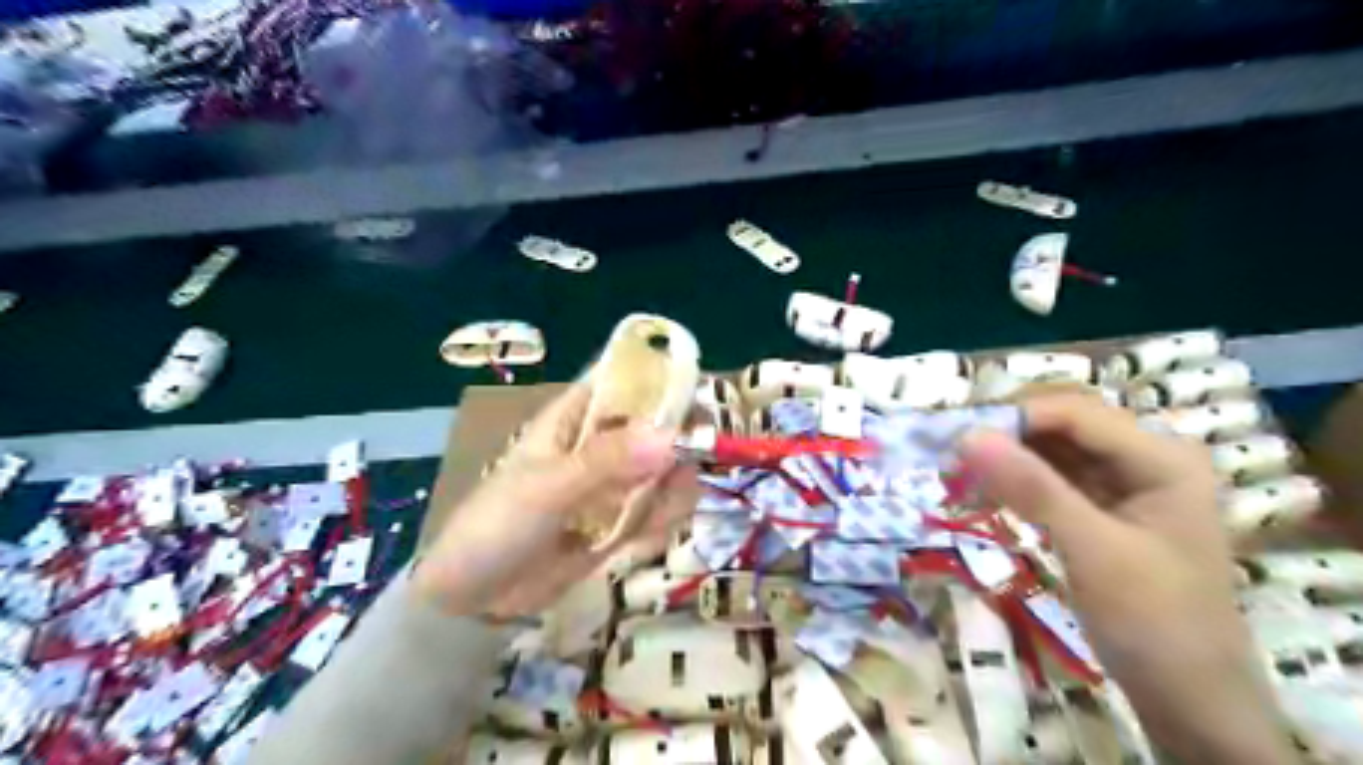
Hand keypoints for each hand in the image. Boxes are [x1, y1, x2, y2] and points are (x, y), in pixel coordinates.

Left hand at [410, 383, 696, 622]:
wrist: (476, 600)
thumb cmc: (498, 525)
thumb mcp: (549, 487)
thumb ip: (606, 461)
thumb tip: (668, 436)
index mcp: (573, 419)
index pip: (621, 382)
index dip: (658, 378)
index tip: (695, 391)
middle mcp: (598, 446)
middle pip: (654, 426)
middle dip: (678, 442)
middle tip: (691, 462)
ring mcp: (611, 486)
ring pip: (663, 471)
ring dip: (673, 488)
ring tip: (662, 511)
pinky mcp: (618, 522)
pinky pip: (656, 511)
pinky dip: (662, 520)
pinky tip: (646, 539)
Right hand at [958, 395, 1297, 763]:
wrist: (1192, 701)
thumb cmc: (1155, 623)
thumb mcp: (1091, 549)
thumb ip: (1031, 487)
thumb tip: (966, 435)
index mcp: (1162, 457)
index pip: (1073, 413)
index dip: (1012, 417)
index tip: (953, 437)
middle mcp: (1146, 458)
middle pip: (1062, 425)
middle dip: (1005, 434)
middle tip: (949, 454)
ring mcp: (1127, 484)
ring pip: (1053, 450)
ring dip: (1006, 456)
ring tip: (955, 469)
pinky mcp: (1106, 509)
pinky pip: (1053, 478)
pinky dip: (1017, 481)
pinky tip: (984, 488)